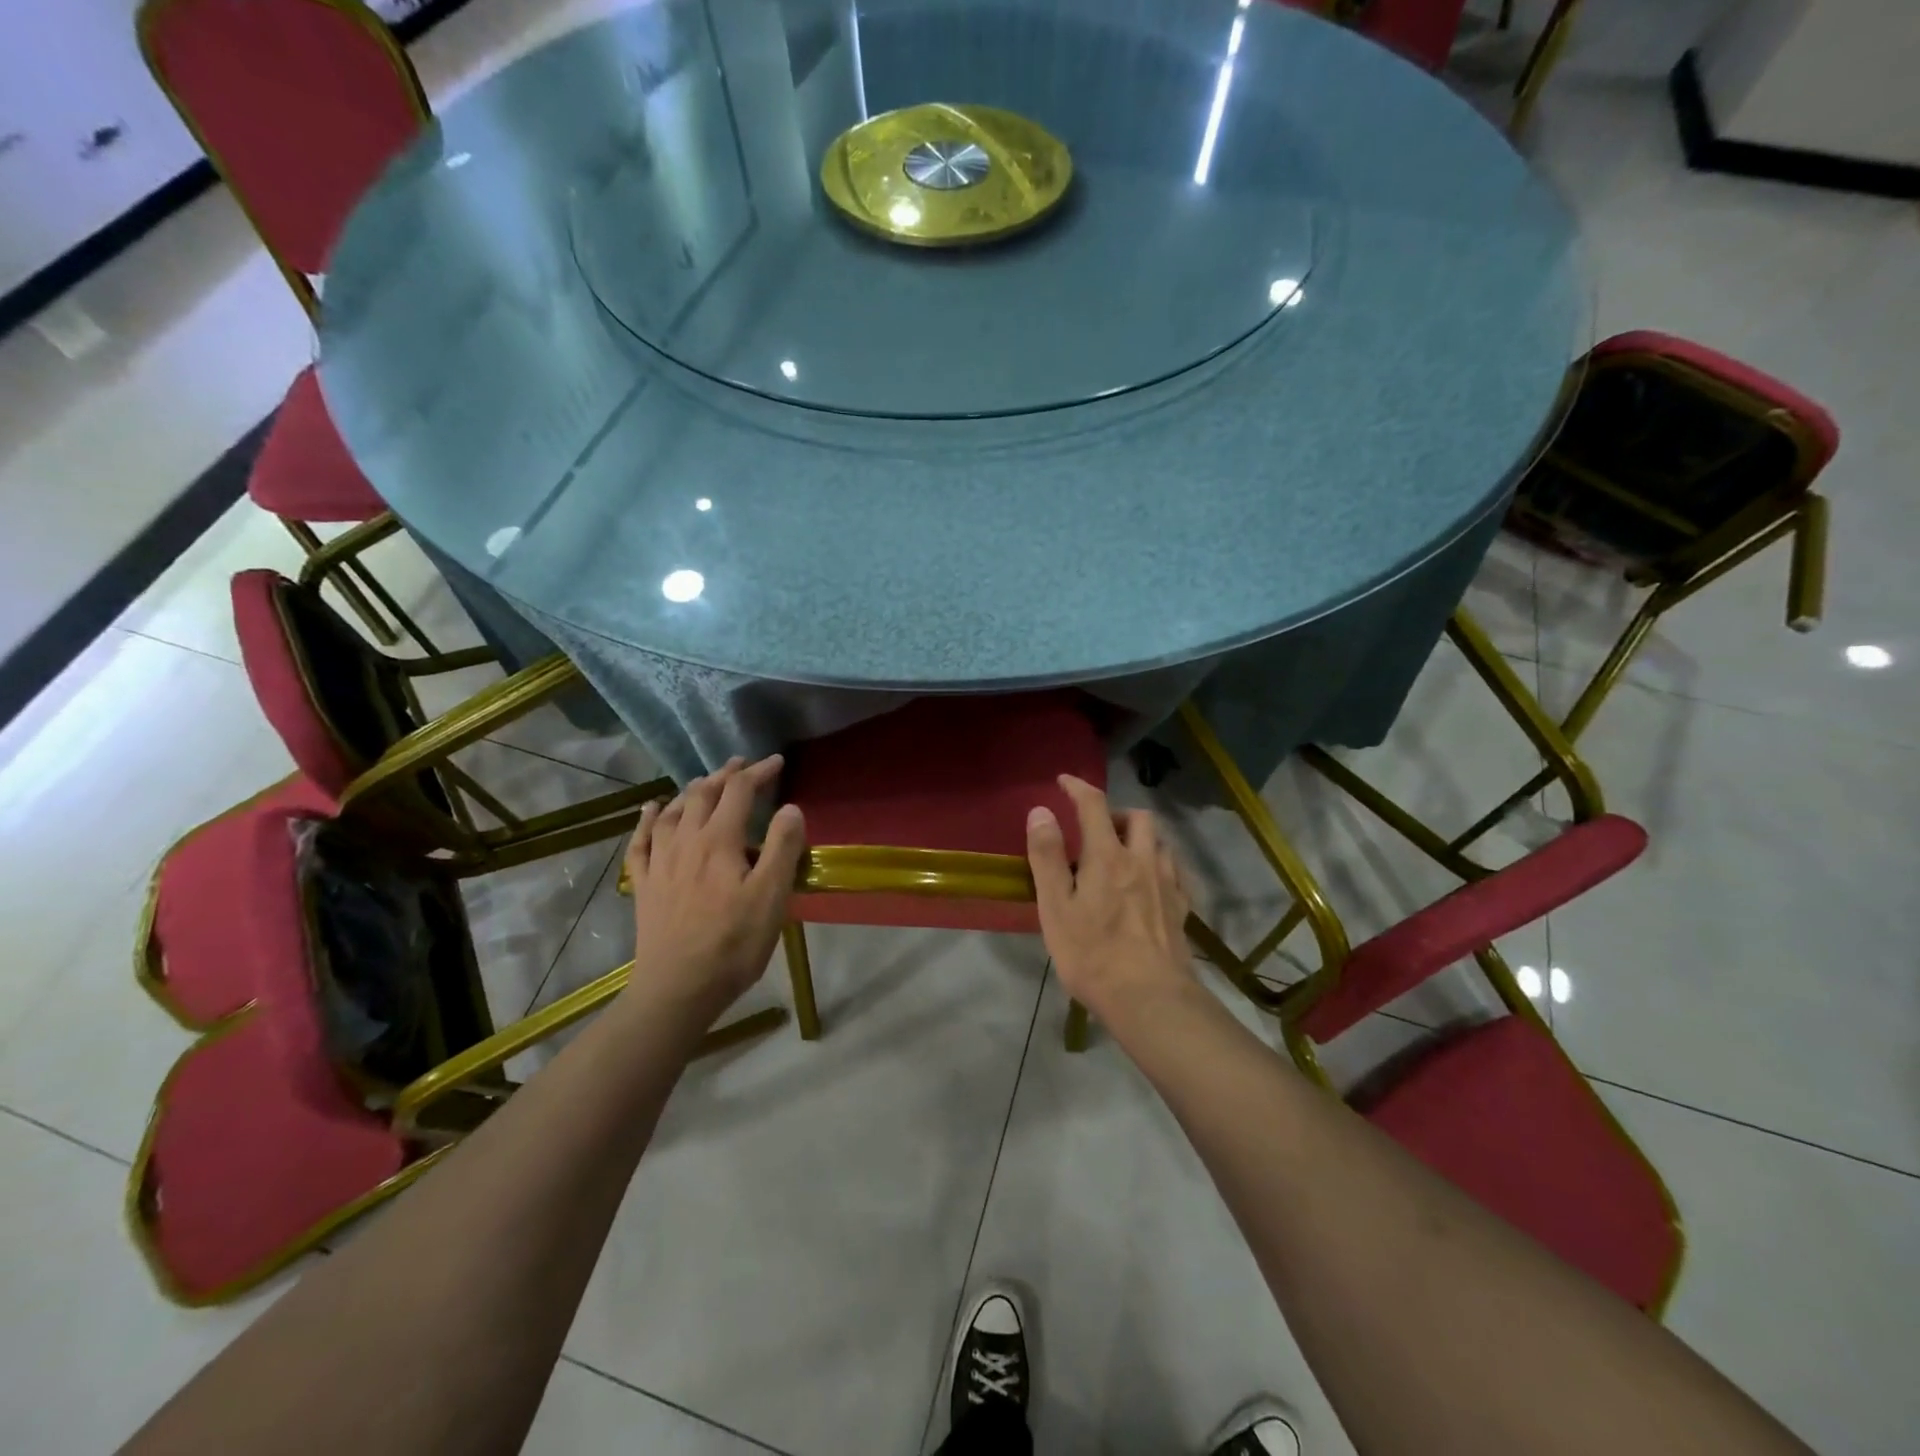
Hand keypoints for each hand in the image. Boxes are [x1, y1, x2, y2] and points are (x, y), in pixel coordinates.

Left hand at [625, 756, 806, 1016]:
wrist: (678, 988)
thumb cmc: (734, 943)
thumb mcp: (771, 897)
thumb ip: (782, 847)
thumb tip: (790, 807)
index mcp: (719, 841)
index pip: (739, 792)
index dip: (759, 772)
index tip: (777, 762)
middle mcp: (685, 841)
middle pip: (703, 794)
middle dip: (725, 774)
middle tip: (742, 764)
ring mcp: (659, 862)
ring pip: (673, 811)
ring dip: (692, 791)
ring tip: (705, 782)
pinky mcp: (644, 884)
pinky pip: (641, 841)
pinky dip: (648, 819)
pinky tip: (651, 810)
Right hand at [1026, 774, 1193, 1018]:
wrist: (1149, 999)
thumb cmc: (1092, 954)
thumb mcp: (1055, 906)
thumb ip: (1047, 856)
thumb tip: (1041, 811)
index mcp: (1107, 856)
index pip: (1094, 805)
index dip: (1078, 788)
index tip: (1064, 781)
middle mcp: (1142, 861)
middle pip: (1138, 817)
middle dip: (1116, 813)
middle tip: (1095, 829)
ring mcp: (1167, 885)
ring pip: (1160, 843)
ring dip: (1140, 837)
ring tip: (1122, 854)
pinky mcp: (1181, 910)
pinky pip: (1174, 872)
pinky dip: (1159, 865)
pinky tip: (1150, 883)